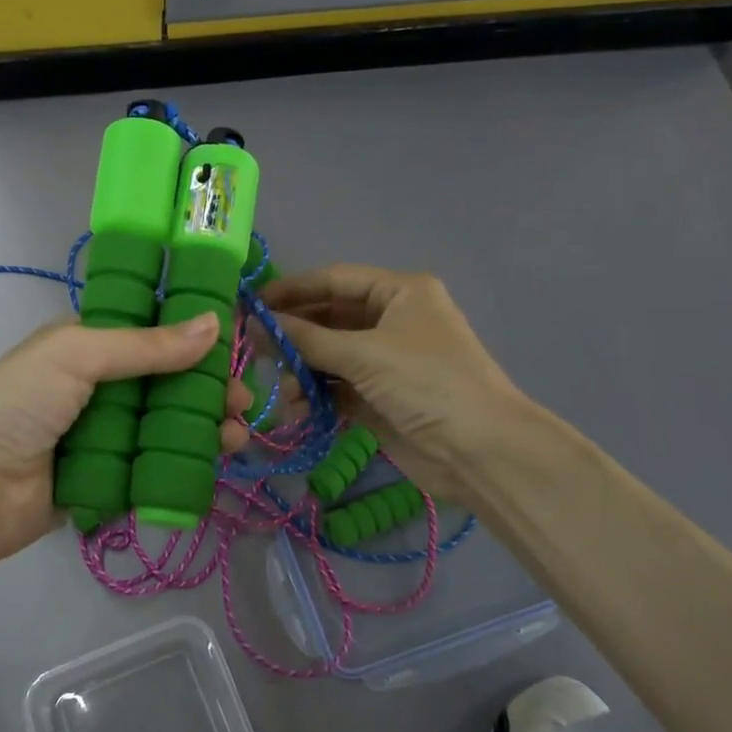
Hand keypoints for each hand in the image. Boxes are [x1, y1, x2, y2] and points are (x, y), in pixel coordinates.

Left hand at [0, 314, 253, 568]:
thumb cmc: (18, 405)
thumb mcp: (77, 355)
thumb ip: (145, 345)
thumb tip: (214, 324)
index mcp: (88, 346)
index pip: (150, 332)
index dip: (192, 337)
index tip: (233, 345)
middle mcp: (99, 387)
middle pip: (166, 382)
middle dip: (207, 388)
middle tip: (241, 400)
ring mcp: (104, 435)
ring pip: (166, 425)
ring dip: (205, 427)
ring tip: (236, 435)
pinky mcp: (109, 478)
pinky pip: (154, 465)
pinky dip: (186, 462)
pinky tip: (215, 462)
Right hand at [262, 266, 528, 502]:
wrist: (480, 451)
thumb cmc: (426, 383)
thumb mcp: (364, 354)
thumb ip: (307, 339)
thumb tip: (256, 325)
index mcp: (399, 292)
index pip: (335, 280)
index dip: (292, 290)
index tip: (251, 304)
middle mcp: (392, 320)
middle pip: (329, 318)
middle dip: (294, 334)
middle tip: (254, 348)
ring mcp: (386, 361)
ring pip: (329, 356)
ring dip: (302, 370)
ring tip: (281, 388)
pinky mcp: (380, 397)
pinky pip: (337, 388)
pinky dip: (316, 396)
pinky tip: (296, 409)